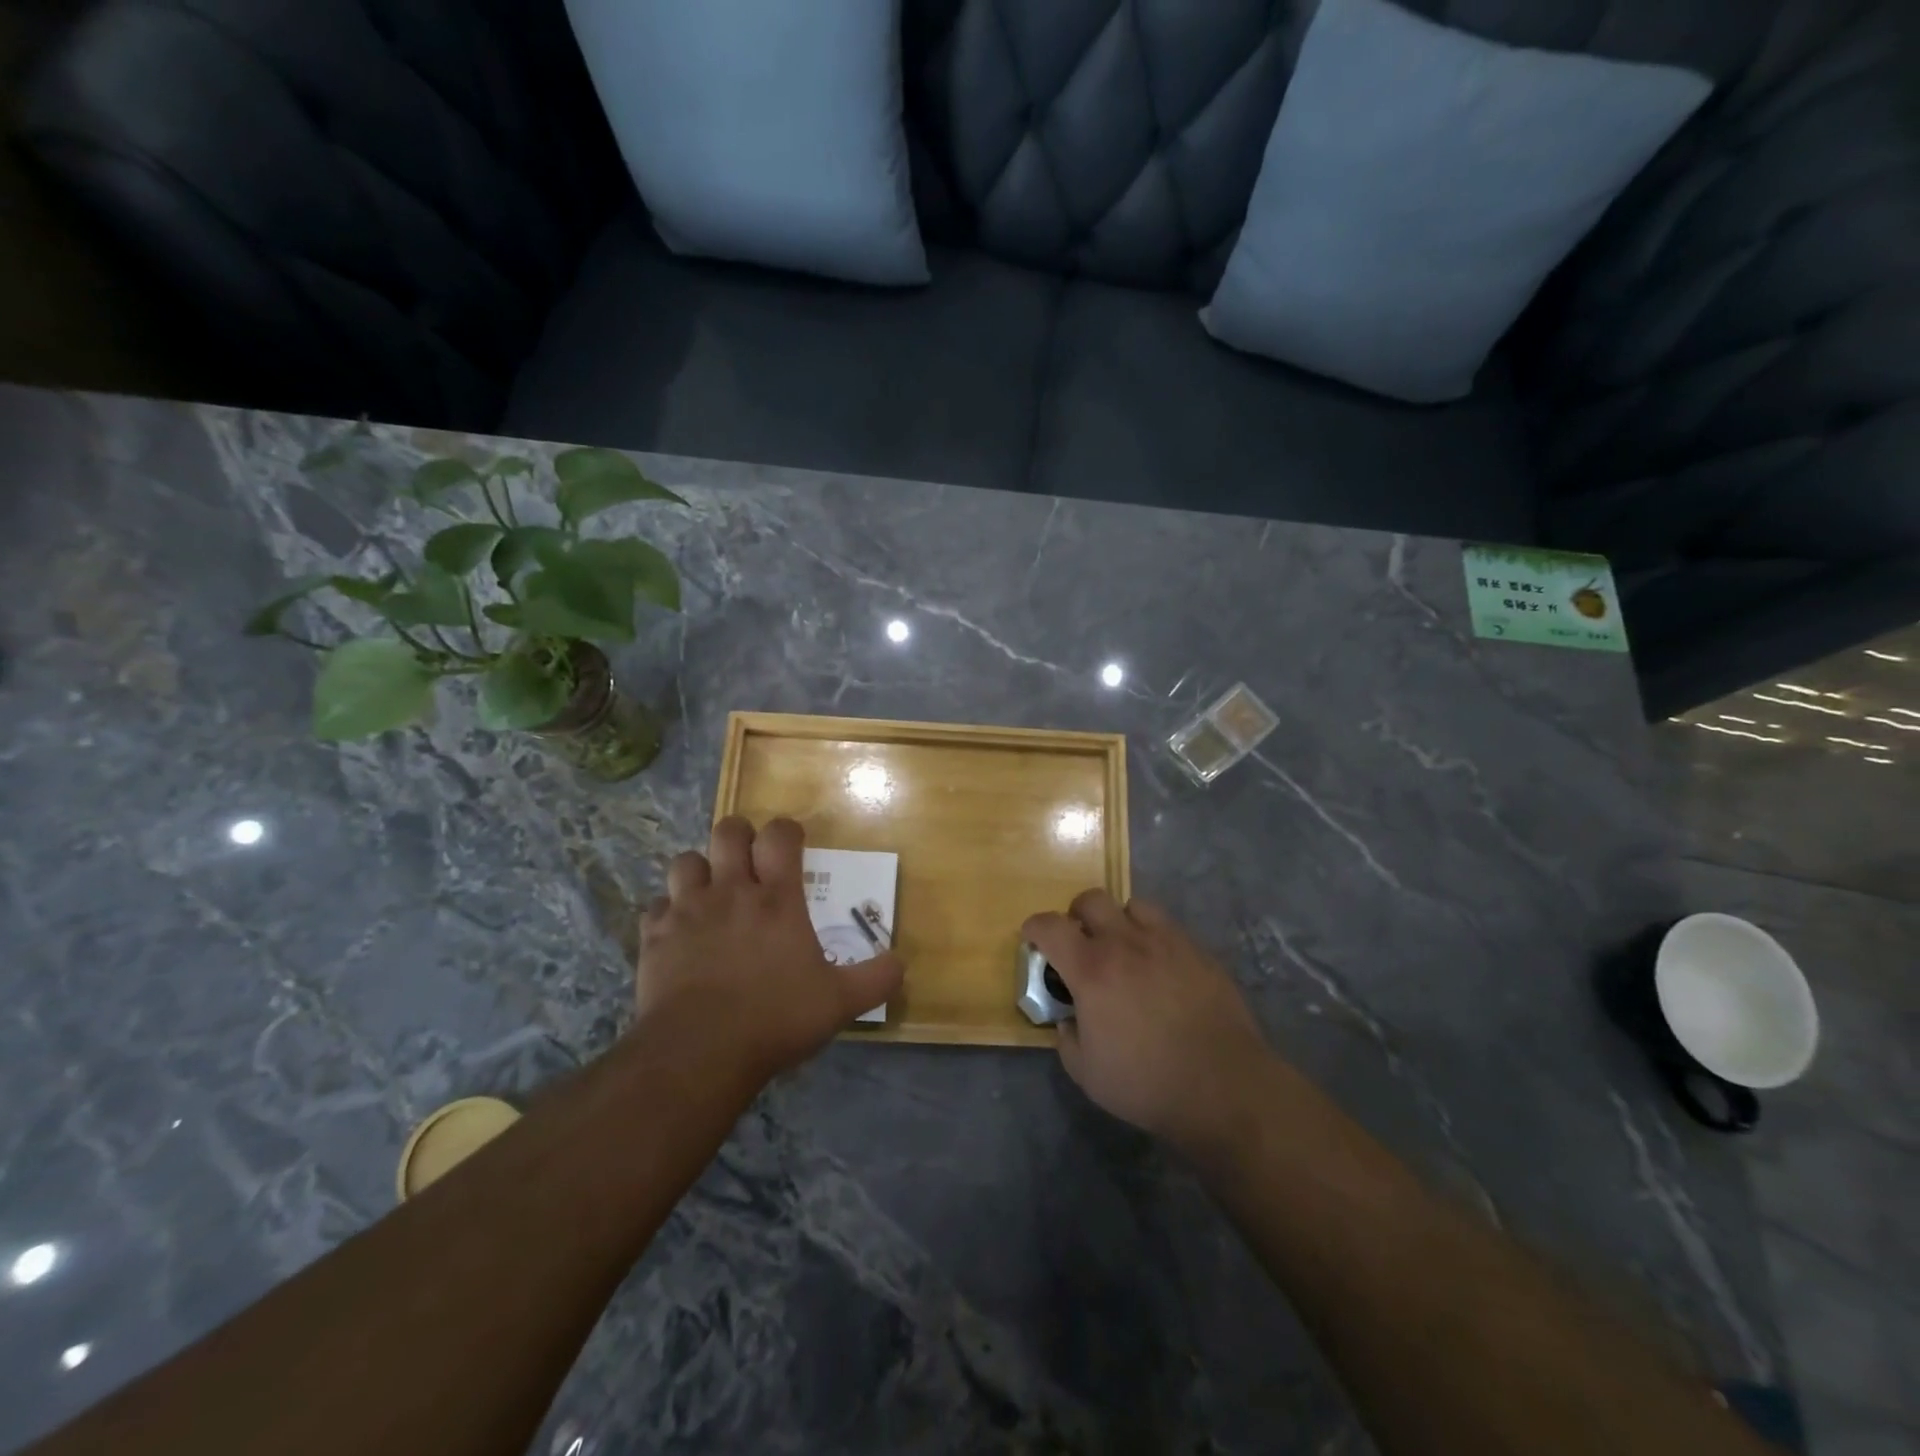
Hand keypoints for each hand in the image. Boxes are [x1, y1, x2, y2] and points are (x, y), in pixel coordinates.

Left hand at [638, 817, 903, 1081]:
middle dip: (740, 837)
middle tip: (749, 861)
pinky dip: (668, 913)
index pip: (780, 836)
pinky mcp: (655, 936)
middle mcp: (731, 892)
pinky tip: (678, 933)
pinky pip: (657, 907)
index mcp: (776, 899)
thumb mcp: (839, 1003)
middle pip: (729, 832)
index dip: (786, 832)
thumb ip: (875, 978)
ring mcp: (688, 911)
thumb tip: (902, 962)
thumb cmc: (775, 1019)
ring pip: (686, 861)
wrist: (699, 1053)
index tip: (792, 844)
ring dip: (699, 870)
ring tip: (710, 892)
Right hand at [1024, 891, 1274, 1155]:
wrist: (1224, 1087)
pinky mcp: (1199, 952)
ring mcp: (1167, 942)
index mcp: (1092, 969)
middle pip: (1092, 900)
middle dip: (1077, 915)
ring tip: (1123, 948)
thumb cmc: (1147, 1083)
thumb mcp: (1086, 1073)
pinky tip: (1160, 969)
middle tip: (1080, 942)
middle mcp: (1126, 943)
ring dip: (1119, 920)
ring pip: (1133, 905)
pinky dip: (1154, 939)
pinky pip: (1168, 928)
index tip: (1032, 937)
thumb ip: (1067, 1039)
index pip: (1051, 926)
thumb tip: (1069, 1021)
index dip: (1035, 927)